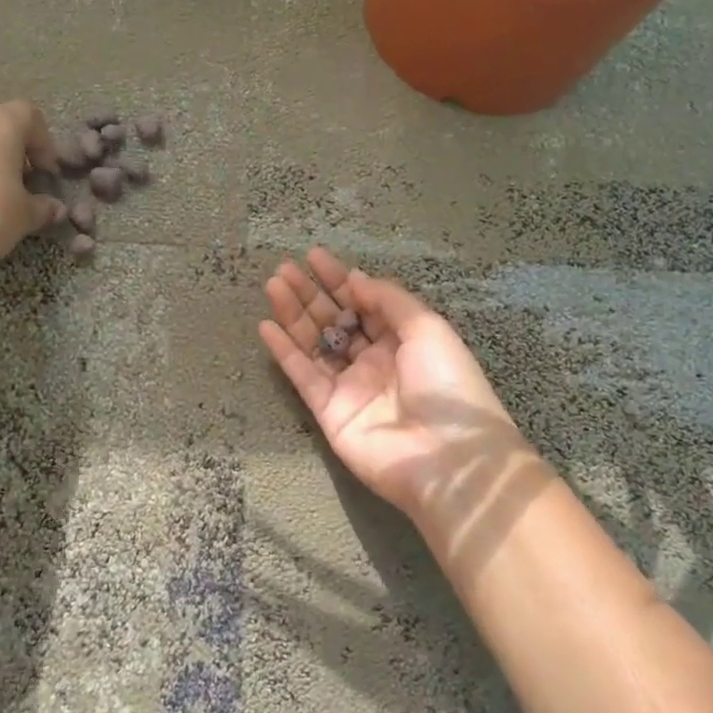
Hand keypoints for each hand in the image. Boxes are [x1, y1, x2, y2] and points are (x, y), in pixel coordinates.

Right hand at [258, 249, 545, 535]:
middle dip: (311, 293)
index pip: (365, 302)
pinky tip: (266, 327)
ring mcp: (349, 386)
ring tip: (273, 285)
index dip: (340, 279)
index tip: (314, 256)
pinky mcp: (328, 411)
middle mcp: (374, 360)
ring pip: (314, 343)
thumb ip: (389, 300)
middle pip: (335, 319)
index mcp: (403, 340)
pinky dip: (284, 352)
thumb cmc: (446, 384)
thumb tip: (356, 279)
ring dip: (293, 315)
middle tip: (284, 268)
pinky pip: (302, 375)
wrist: (446, 456)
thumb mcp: (428, 328)